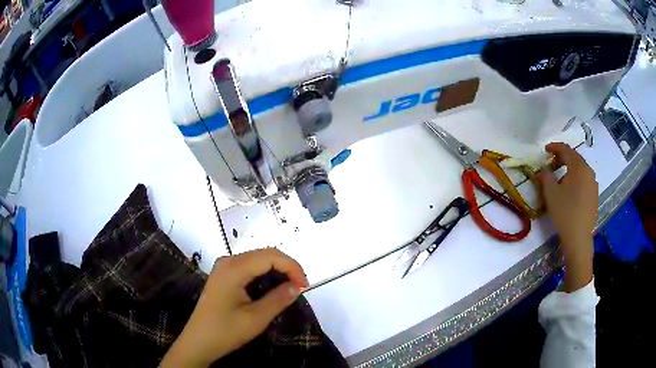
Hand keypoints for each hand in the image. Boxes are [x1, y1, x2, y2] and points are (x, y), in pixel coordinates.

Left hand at [161, 248, 307, 366]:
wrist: (199, 341)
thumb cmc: (226, 330)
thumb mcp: (256, 318)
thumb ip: (278, 299)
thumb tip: (297, 286)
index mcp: (234, 268)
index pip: (271, 256)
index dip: (292, 267)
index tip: (304, 286)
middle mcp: (228, 261)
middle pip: (264, 254)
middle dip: (286, 267)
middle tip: (300, 288)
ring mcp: (223, 267)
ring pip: (257, 260)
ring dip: (276, 270)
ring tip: (289, 288)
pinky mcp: (223, 276)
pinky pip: (248, 268)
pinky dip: (264, 275)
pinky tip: (271, 288)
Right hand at [538, 143, 596, 291]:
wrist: (579, 238)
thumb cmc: (564, 212)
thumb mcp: (551, 193)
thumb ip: (546, 176)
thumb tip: (544, 169)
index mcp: (578, 167)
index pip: (566, 149)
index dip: (554, 147)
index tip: (545, 150)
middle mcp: (588, 171)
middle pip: (574, 158)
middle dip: (562, 158)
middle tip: (551, 166)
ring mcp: (593, 183)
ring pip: (580, 170)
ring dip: (569, 170)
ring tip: (560, 180)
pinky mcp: (594, 195)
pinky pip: (584, 180)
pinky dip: (576, 179)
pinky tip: (570, 192)